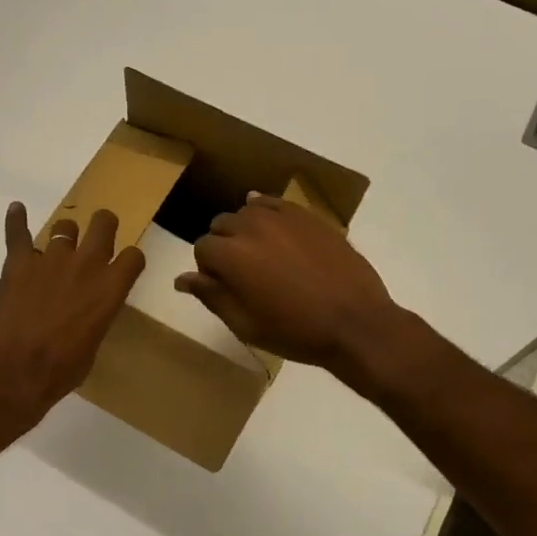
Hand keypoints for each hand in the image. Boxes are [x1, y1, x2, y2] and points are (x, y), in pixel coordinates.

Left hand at [0, 202, 145, 420]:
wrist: (16, 371)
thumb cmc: (61, 369)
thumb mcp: (92, 345)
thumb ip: (94, 318)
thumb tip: (85, 315)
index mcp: (111, 289)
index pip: (133, 257)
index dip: (130, 259)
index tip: (124, 265)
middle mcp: (86, 265)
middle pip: (103, 224)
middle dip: (103, 225)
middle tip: (98, 234)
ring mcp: (51, 259)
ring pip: (64, 226)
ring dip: (64, 234)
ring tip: (57, 244)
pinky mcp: (19, 262)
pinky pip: (17, 232)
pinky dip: (16, 220)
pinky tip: (16, 210)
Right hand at [175, 193, 399, 372]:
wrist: (354, 323)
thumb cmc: (295, 332)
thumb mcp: (245, 324)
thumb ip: (211, 296)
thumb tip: (181, 278)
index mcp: (231, 255)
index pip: (202, 248)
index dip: (208, 269)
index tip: (223, 286)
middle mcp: (251, 227)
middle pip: (222, 224)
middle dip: (224, 245)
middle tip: (242, 273)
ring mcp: (282, 217)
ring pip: (248, 211)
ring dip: (246, 228)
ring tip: (262, 254)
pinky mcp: (308, 216)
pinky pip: (276, 203)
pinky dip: (267, 211)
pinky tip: (271, 225)